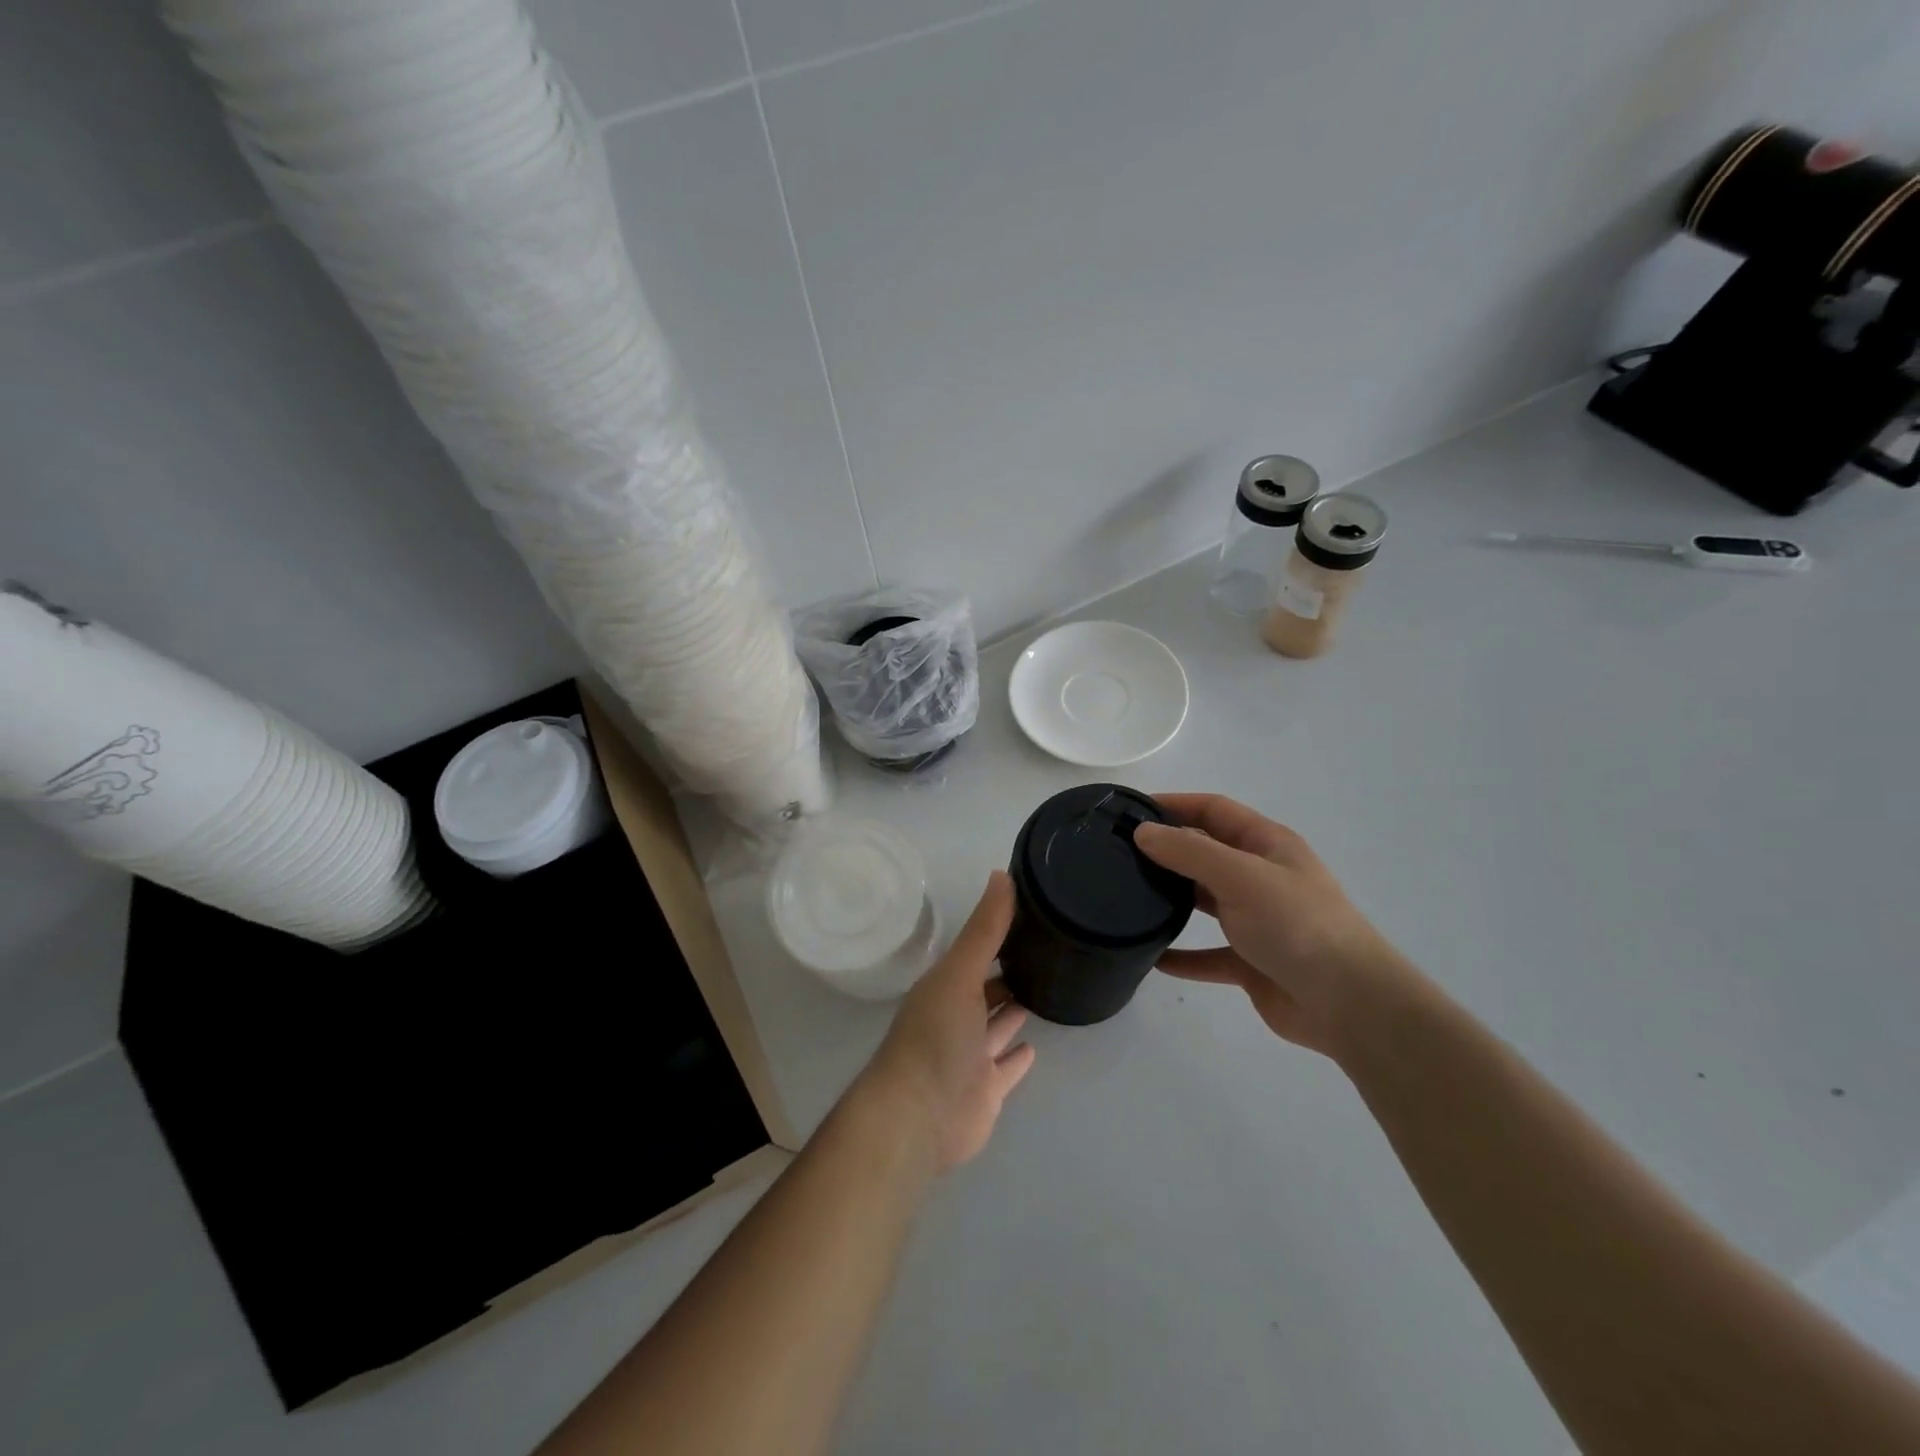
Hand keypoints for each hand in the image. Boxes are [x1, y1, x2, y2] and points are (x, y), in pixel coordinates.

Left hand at [855, 871, 1035, 1172]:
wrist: (918, 1117)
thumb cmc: (936, 1037)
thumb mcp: (959, 973)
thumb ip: (984, 929)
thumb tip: (1001, 873)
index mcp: (945, 987)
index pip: (975, 955)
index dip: (997, 937)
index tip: (1030, 917)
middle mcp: (956, 1018)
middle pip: (985, 990)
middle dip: (1007, 973)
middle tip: (1045, 953)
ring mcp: (970, 1057)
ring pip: (995, 1027)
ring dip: (1013, 1011)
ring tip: (1044, 989)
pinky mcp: (985, 1091)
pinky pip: (1005, 1069)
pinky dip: (1017, 1058)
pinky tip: (1035, 1046)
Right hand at [1134, 794, 1417, 1056]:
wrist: (1349, 1004)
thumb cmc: (1297, 925)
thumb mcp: (1241, 876)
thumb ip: (1189, 852)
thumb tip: (1143, 832)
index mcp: (1267, 845)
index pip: (1214, 810)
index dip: (1174, 803)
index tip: (1130, 809)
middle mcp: (1261, 877)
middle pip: (1206, 853)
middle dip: (1167, 850)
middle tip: (1118, 854)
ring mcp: (1258, 921)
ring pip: (1205, 901)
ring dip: (1172, 899)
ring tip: (1128, 897)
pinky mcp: (1251, 962)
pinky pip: (1207, 954)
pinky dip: (1182, 955)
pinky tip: (1152, 957)